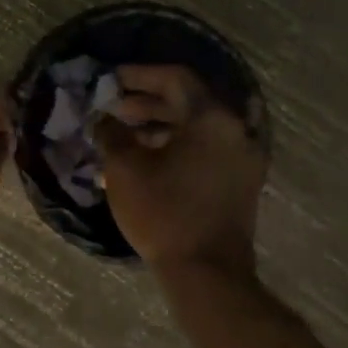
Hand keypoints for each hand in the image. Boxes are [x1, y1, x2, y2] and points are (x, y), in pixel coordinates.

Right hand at [95, 65, 266, 273]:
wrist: (206, 273)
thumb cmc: (162, 212)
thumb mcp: (124, 168)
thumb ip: (112, 132)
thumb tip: (105, 117)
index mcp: (212, 118)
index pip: (174, 78)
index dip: (139, 74)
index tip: (110, 80)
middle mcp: (235, 130)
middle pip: (188, 100)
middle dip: (147, 99)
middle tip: (113, 107)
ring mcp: (242, 156)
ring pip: (197, 125)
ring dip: (160, 122)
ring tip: (124, 132)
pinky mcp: (239, 180)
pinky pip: (206, 146)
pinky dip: (177, 142)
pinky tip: (146, 155)